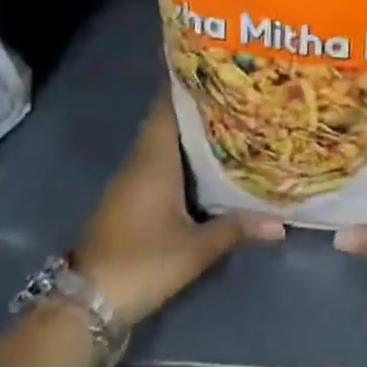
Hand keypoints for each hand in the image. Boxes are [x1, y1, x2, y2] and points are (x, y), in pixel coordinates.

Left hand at [72, 92, 283, 324]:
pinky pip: (158, 162)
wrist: (86, 303)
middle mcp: (140, 160)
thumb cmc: (142, 262)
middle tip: (235, 90)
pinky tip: (205, 162)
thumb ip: (236, 229)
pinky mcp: (129, 200)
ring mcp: (131, 181)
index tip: (215, 63)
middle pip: (168, 120)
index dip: (187, 82)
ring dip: (190, 130)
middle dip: (198, 104)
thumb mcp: (194, 248)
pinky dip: (180, 155)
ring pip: (163, 142)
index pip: (167, 105)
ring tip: (229, 119)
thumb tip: (280, 223)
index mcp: (154, 158)